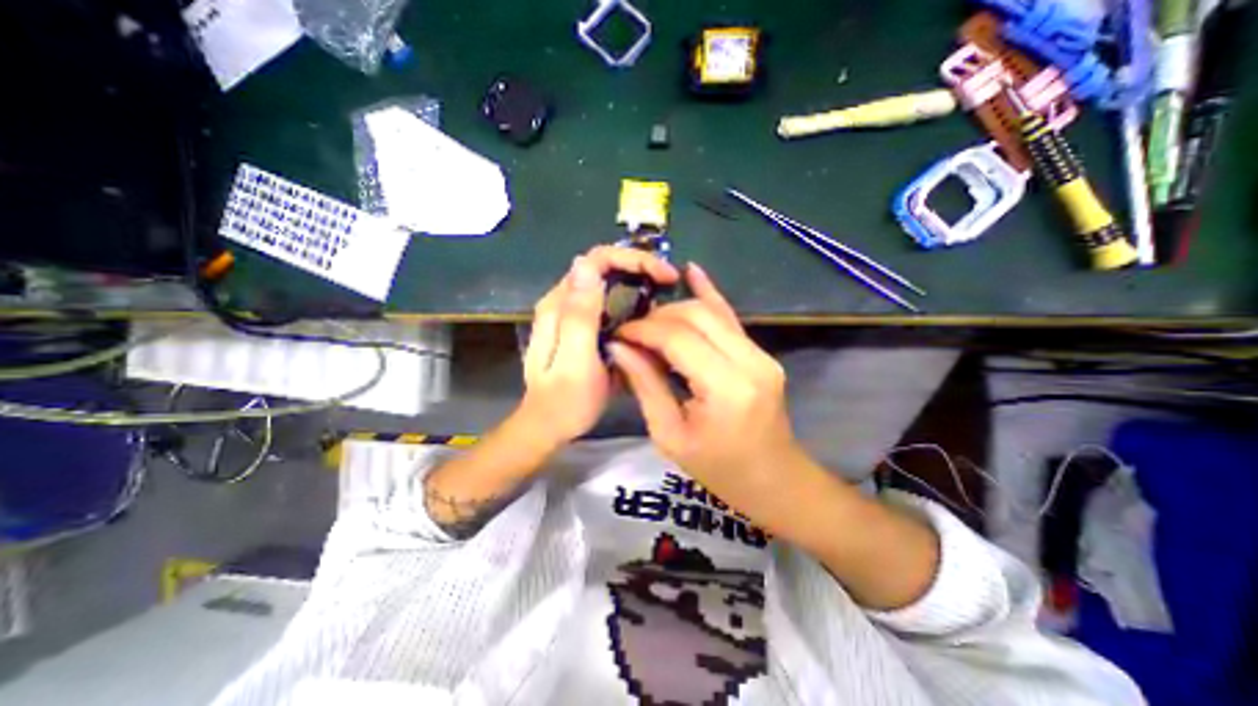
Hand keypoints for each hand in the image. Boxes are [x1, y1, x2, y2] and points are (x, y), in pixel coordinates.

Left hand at [518, 247, 683, 445]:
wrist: (549, 425)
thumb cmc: (566, 399)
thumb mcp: (575, 359)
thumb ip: (580, 314)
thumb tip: (586, 263)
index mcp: (560, 305)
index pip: (596, 260)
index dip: (633, 259)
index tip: (664, 275)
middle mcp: (563, 303)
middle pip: (601, 267)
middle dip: (638, 267)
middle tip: (669, 283)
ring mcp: (570, 316)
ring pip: (605, 284)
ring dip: (635, 282)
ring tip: (663, 296)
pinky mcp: (579, 329)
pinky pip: (606, 303)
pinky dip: (628, 301)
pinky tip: (645, 315)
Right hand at [616, 266, 811, 530]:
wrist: (774, 480)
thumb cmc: (719, 470)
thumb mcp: (670, 436)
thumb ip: (646, 385)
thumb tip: (620, 348)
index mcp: (726, 389)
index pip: (679, 339)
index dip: (644, 330)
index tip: (619, 332)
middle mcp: (750, 362)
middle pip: (697, 317)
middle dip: (658, 317)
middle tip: (632, 331)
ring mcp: (761, 354)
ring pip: (712, 312)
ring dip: (676, 310)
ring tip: (649, 322)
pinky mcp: (761, 353)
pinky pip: (730, 319)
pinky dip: (709, 295)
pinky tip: (692, 272)